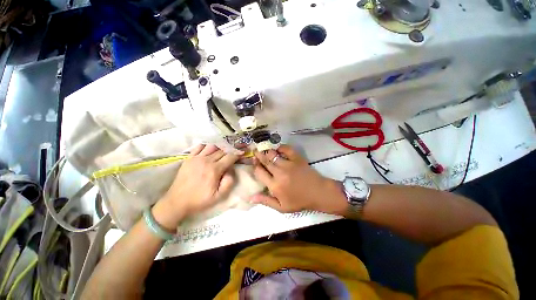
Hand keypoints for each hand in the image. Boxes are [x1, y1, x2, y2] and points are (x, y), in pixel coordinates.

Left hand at [154, 144, 239, 229]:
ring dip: (220, 147)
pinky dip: (207, 146)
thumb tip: (231, 170)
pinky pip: (200, 147)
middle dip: (231, 149)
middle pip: (222, 150)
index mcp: (214, 170)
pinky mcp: (189, 158)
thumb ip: (228, 182)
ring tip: (224, 150)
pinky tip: (210, 150)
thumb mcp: (219, 196)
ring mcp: (196, 158)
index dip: (238, 153)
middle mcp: (206, 160)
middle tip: (236, 149)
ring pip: (212, 146)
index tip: (243, 152)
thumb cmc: (199, 200)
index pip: (230, 157)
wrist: (177, 202)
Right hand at [250, 145, 345, 213]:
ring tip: (265, 151)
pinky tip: (278, 150)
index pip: (259, 172)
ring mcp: (289, 164)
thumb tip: (250, 197)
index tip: (255, 164)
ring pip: (273, 154)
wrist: (318, 192)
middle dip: (258, 155)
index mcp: (274, 185)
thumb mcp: (282, 207)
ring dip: (267, 152)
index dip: (255, 167)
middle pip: (265, 160)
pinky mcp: (297, 158)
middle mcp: (279, 173)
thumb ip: (266, 201)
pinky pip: (286, 149)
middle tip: (255, 152)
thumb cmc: (299, 201)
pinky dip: (281, 147)